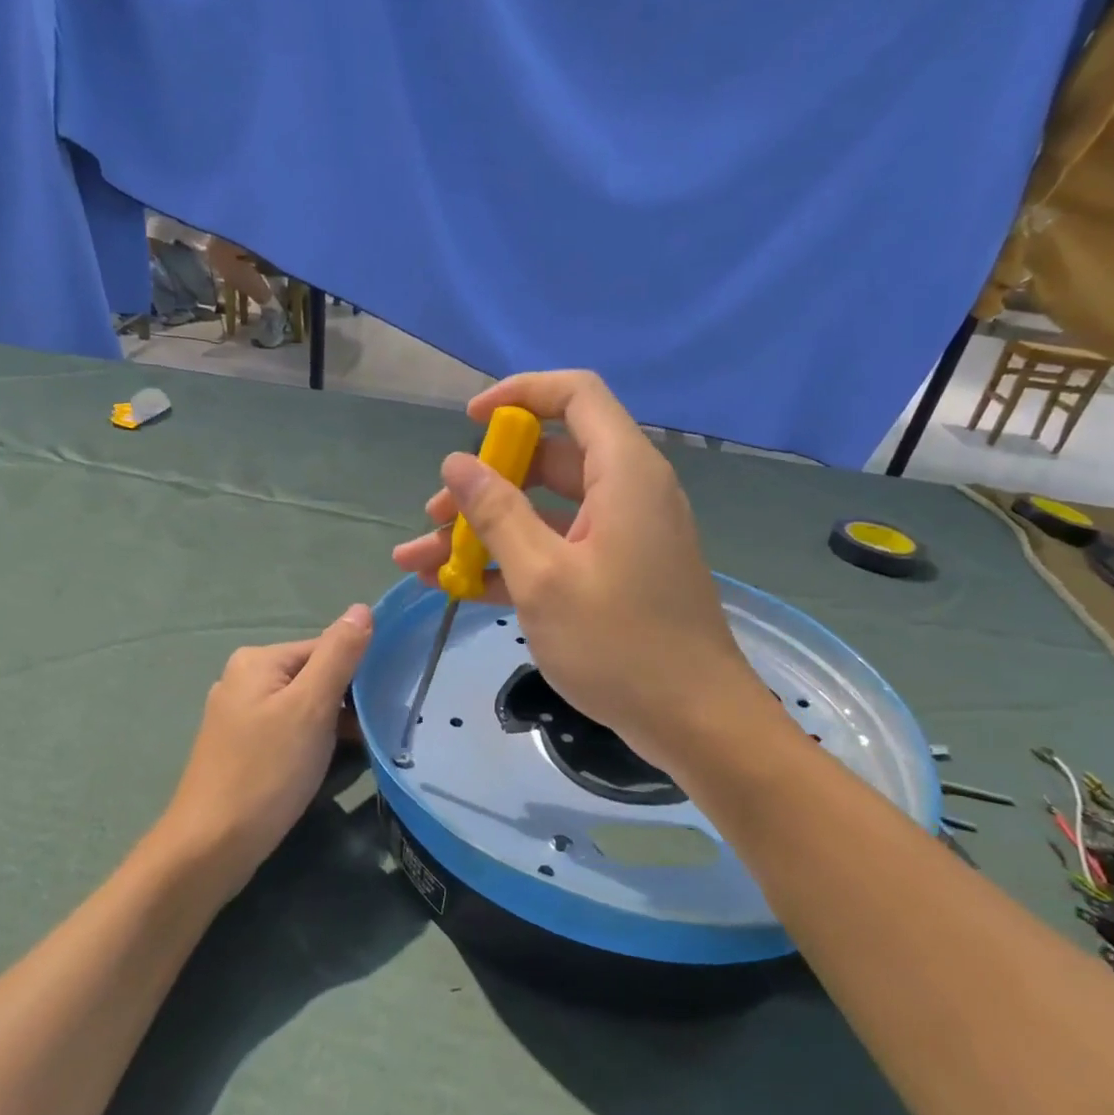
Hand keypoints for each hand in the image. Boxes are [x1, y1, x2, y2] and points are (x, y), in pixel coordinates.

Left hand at [157, 605, 372, 896]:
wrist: (212, 846)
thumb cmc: (266, 770)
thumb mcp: (312, 706)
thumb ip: (339, 654)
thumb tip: (362, 608)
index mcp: (258, 660)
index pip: (327, 648)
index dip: (359, 674)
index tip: (384, 706)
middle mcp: (244, 680)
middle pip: (315, 677)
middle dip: (347, 703)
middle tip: (374, 733)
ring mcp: (240, 716)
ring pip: (305, 708)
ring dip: (334, 727)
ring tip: (358, 753)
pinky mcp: (242, 748)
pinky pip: (290, 732)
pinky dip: (313, 744)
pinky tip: (327, 767)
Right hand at [392, 372, 774, 770]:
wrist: (692, 720)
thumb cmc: (618, 643)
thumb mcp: (543, 577)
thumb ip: (497, 514)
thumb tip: (456, 463)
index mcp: (623, 472)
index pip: (575, 394)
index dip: (519, 394)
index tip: (469, 422)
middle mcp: (625, 494)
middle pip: (547, 460)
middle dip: (483, 485)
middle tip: (434, 518)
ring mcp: (619, 538)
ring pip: (542, 514)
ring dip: (483, 533)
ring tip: (421, 562)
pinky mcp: (613, 576)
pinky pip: (555, 552)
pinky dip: (510, 564)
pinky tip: (457, 588)